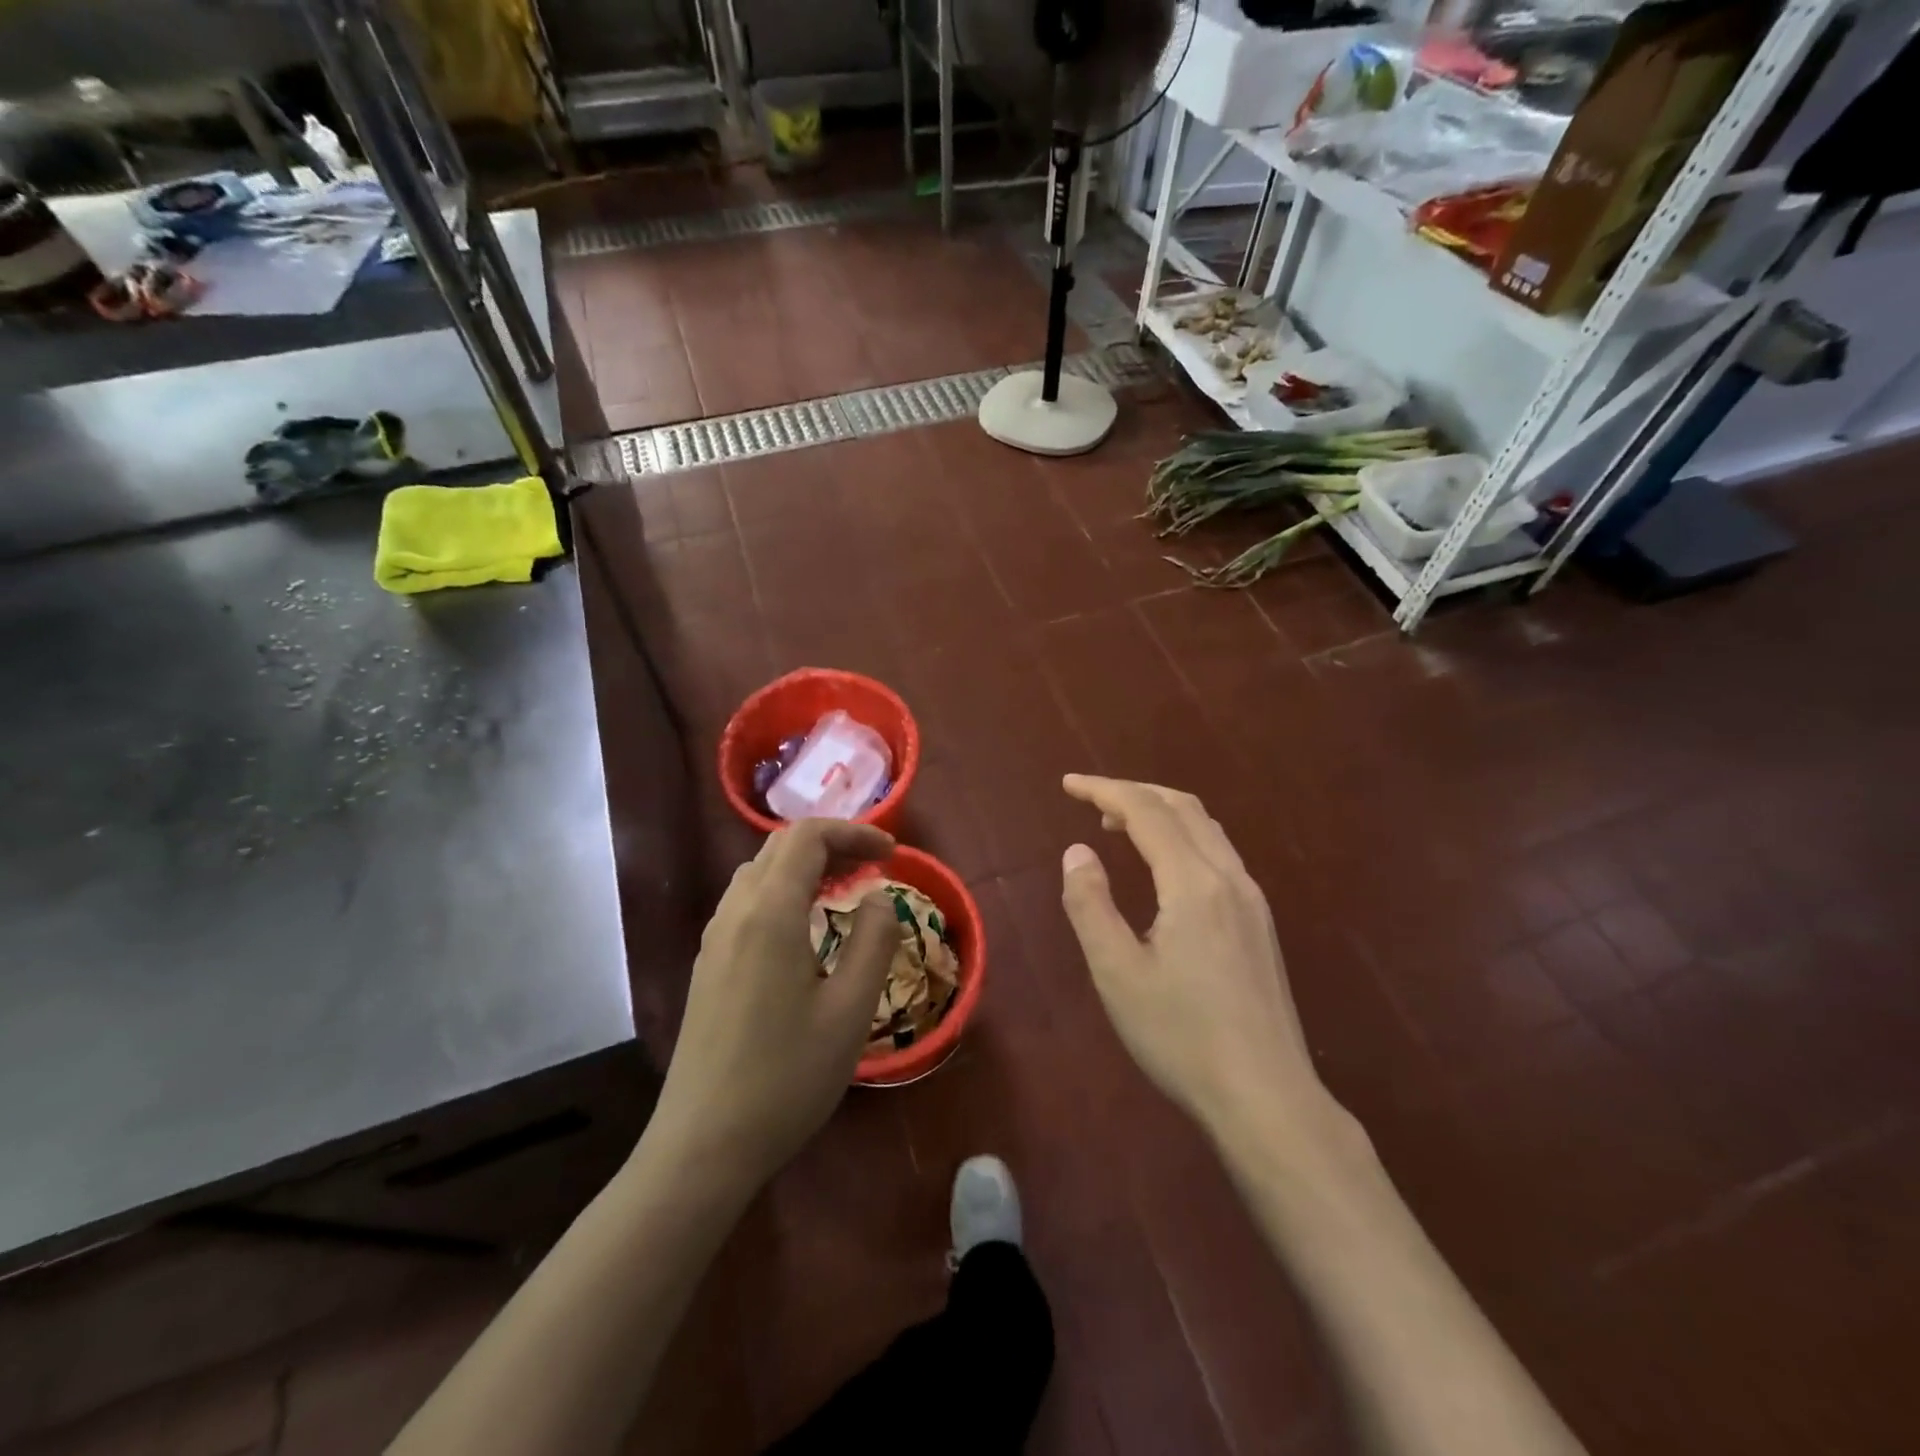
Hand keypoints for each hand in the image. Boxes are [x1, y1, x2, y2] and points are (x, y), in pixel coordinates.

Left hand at [649, 820, 898, 1189]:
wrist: (703, 1146)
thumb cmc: (787, 1077)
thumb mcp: (850, 1010)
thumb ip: (874, 940)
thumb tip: (879, 897)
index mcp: (770, 913)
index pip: (808, 837)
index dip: (854, 832)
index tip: (891, 854)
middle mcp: (735, 913)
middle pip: (780, 847)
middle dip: (831, 844)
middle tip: (873, 868)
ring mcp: (714, 940)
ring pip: (759, 873)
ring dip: (804, 866)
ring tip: (843, 891)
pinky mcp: (707, 966)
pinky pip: (746, 903)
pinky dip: (782, 892)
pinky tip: (804, 930)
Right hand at [1059, 775, 1321, 1141]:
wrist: (1266, 1097)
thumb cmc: (1181, 1036)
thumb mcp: (1117, 973)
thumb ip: (1091, 905)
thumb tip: (1077, 852)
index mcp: (1194, 883)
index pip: (1146, 812)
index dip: (1104, 790)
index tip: (1068, 784)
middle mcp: (1229, 878)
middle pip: (1183, 807)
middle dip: (1134, 792)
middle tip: (1090, 800)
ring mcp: (1252, 899)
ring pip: (1206, 828)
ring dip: (1161, 812)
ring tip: (1119, 825)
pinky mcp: (1260, 922)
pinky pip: (1218, 853)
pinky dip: (1183, 837)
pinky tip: (1165, 866)